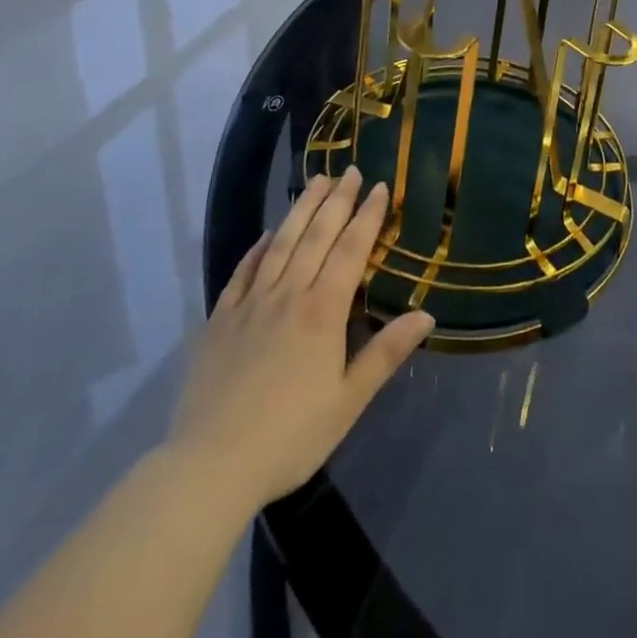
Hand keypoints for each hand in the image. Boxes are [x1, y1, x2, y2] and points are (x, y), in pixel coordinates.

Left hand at [167, 168, 433, 507]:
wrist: (209, 466)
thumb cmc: (290, 437)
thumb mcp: (348, 401)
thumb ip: (385, 353)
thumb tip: (427, 314)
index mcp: (323, 311)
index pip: (351, 250)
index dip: (367, 217)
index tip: (378, 187)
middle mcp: (288, 295)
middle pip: (316, 236)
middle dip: (336, 201)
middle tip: (349, 171)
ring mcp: (250, 304)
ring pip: (280, 243)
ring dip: (301, 210)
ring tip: (315, 182)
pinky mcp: (220, 319)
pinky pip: (242, 271)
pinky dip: (257, 248)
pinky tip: (266, 234)